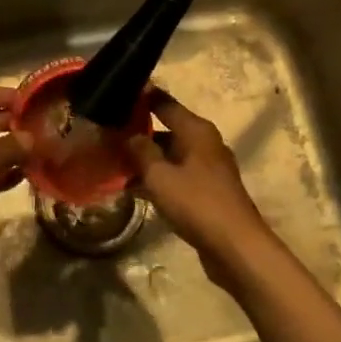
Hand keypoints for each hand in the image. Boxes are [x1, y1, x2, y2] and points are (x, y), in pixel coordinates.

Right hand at [128, 91, 277, 288]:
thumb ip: (140, 150)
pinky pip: (175, 175)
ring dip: (144, 158)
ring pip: (169, 154)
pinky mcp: (206, 191)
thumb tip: (125, 133)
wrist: (236, 247)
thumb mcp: (160, 175)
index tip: (113, 94)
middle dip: (136, 131)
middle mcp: (204, 143)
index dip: (140, 97)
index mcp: (196, 130)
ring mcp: (207, 168)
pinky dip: (156, 177)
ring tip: (111, 161)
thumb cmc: (197, 203)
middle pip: (165, 128)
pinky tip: (132, 187)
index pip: (163, 102)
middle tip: (105, 133)